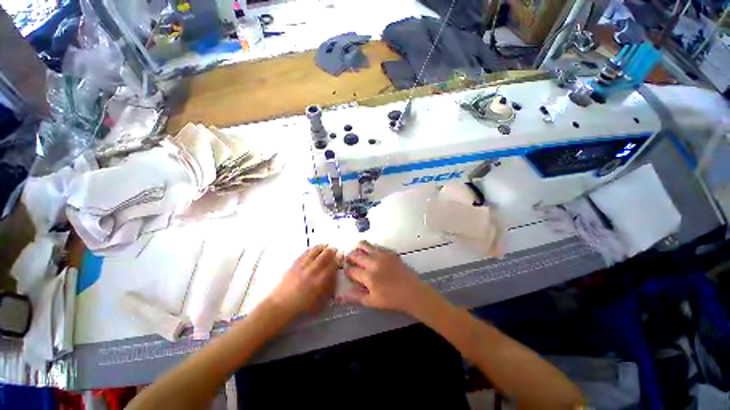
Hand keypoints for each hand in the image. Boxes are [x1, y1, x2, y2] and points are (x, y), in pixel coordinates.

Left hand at [268, 245, 338, 315]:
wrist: (282, 306)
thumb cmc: (303, 308)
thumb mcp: (322, 303)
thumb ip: (329, 290)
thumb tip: (335, 279)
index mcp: (321, 281)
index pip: (333, 266)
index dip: (338, 259)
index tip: (341, 256)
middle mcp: (312, 271)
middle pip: (324, 256)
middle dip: (331, 251)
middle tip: (335, 249)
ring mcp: (302, 267)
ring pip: (313, 253)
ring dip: (321, 248)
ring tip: (325, 245)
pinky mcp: (293, 265)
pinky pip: (303, 254)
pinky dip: (310, 250)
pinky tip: (312, 249)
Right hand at [342, 241, 432, 313]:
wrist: (413, 293)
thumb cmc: (392, 300)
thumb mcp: (372, 301)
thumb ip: (356, 297)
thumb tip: (342, 295)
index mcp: (368, 276)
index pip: (352, 270)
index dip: (347, 271)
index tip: (346, 272)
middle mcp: (374, 263)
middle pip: (357, 256)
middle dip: (350, 257)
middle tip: (348, 258)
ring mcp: (383, 257)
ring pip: (367, 246)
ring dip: (359, 247)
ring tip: (355, 247)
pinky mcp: (392, 254)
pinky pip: (379, 247)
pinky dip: (372, 247)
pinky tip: (371, 250)